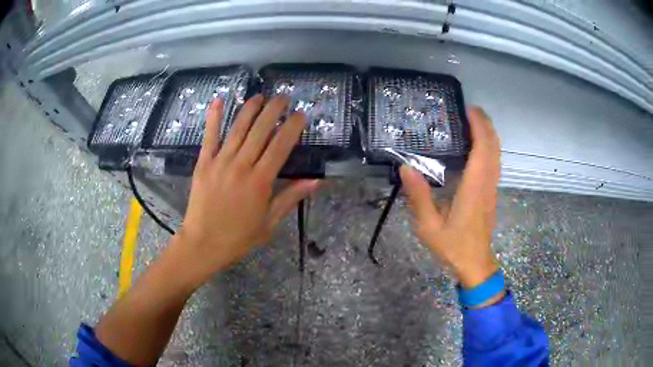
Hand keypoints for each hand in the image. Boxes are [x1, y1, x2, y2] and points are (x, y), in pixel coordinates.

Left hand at [173, 95, 319, 285]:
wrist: (203, 243)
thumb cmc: (238, 237)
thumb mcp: (269, 223)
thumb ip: (290, 198)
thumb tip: (316, 181)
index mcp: (260, 181)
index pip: (280, 146)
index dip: (292, 127)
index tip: (300, 115)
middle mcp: (241, 166)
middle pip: (260, 131)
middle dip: (274, 110)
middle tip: (283, 98)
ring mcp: (220, 162)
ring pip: (238, 129)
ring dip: (250, 109)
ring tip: (260, 95)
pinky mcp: (203, 163)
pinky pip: (210, 136)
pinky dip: (214, 117)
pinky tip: (219, 100)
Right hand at [401, 107, 500, 288]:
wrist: (475, 263)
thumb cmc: (453, 246)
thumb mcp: (429, 226)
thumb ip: (419, 196)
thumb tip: (406, 168)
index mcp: (474, 187)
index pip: (482, 149)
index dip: (479, 126)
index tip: (469, 109)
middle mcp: (487, 183)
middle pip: (494, 146)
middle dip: (485, 124)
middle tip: (470, 109)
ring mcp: (492, 188)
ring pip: (497, 154)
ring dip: (489, 134)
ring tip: (474, 121)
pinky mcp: (491, 193)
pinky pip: (495, 163)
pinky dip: (489, 147)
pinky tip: (478, 146)